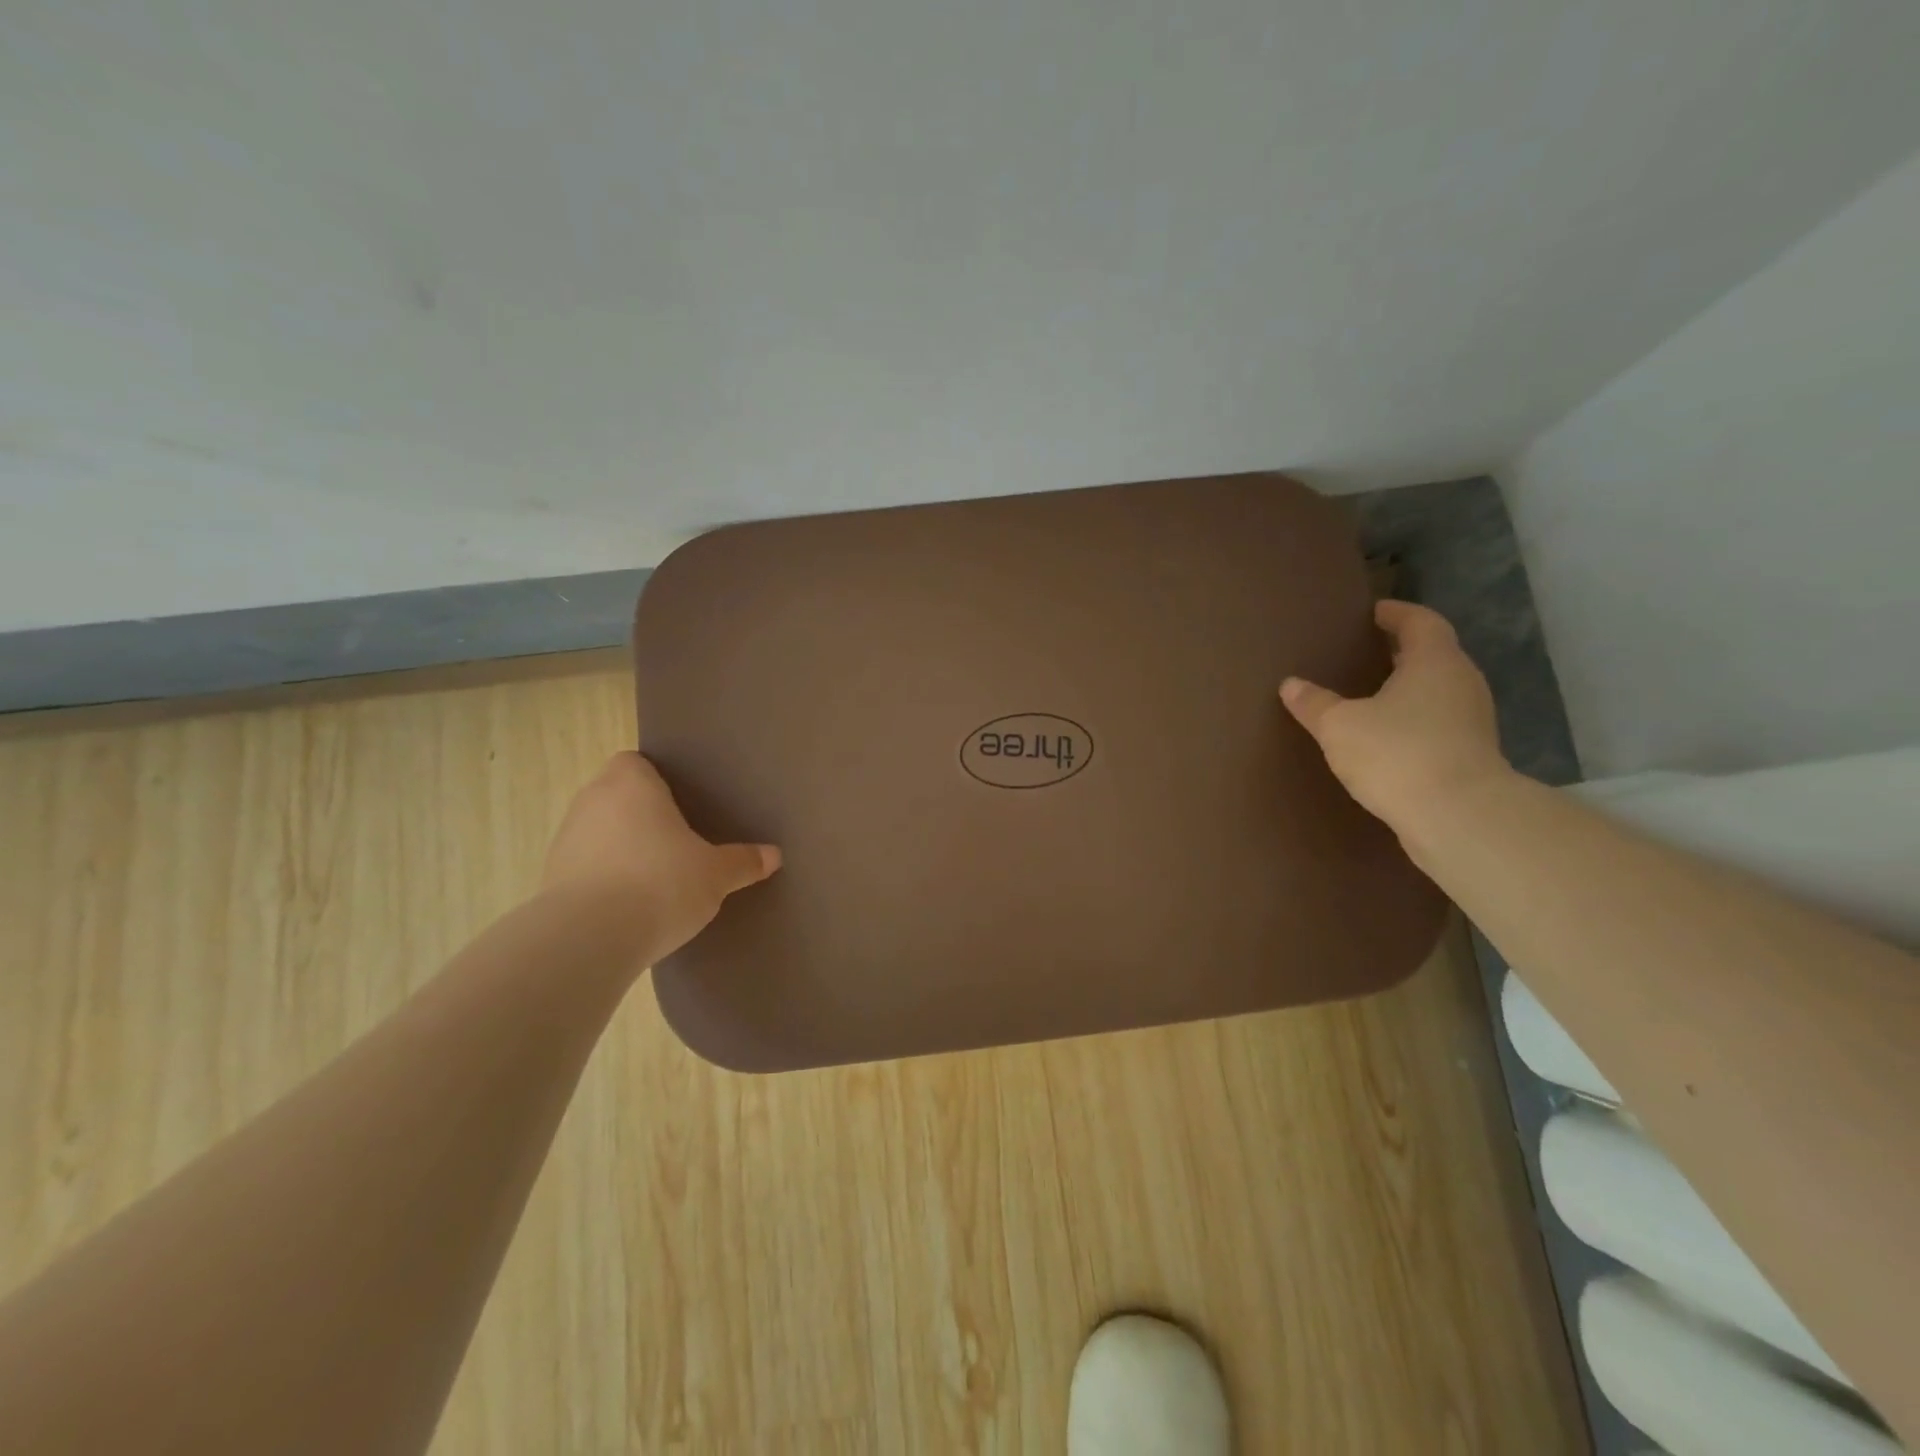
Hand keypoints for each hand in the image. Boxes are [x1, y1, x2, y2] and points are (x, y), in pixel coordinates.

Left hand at [542, 752, 780, 960]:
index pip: (635, 762)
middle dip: (641, 814)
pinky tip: (629, 903)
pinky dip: (603, 878)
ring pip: (598, 831)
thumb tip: (774, 855)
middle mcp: (592, 801)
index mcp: (631, 784)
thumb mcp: (716, 874)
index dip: (655, 778)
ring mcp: (565, 840)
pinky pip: (585, 866)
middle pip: (616, 795)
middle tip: (676, 839)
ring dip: (620, 847)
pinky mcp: (551, 879)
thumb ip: (743, 861)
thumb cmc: (660, 884)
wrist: (588, 939)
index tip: (679, 802)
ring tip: (653, 875)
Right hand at [1280, 600, 1511, 831]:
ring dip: (1408, 690)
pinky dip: (1413, 722)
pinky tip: (1386, 739)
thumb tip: (1291, 685)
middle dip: (1401, 652)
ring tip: (1370, 697)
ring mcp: (1472, 720)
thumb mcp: (1339, 726)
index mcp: (1434, 662)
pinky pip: (1438, 724)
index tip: (1374, 612)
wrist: (1458, 817)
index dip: (1397, 614)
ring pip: (1437, 692)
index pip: (1420, 622)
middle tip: (1364, 653)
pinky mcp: (1471, 754)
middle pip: (1433, 655)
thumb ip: (1314, 703)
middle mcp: (1461, 683)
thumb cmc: (1397, 753)